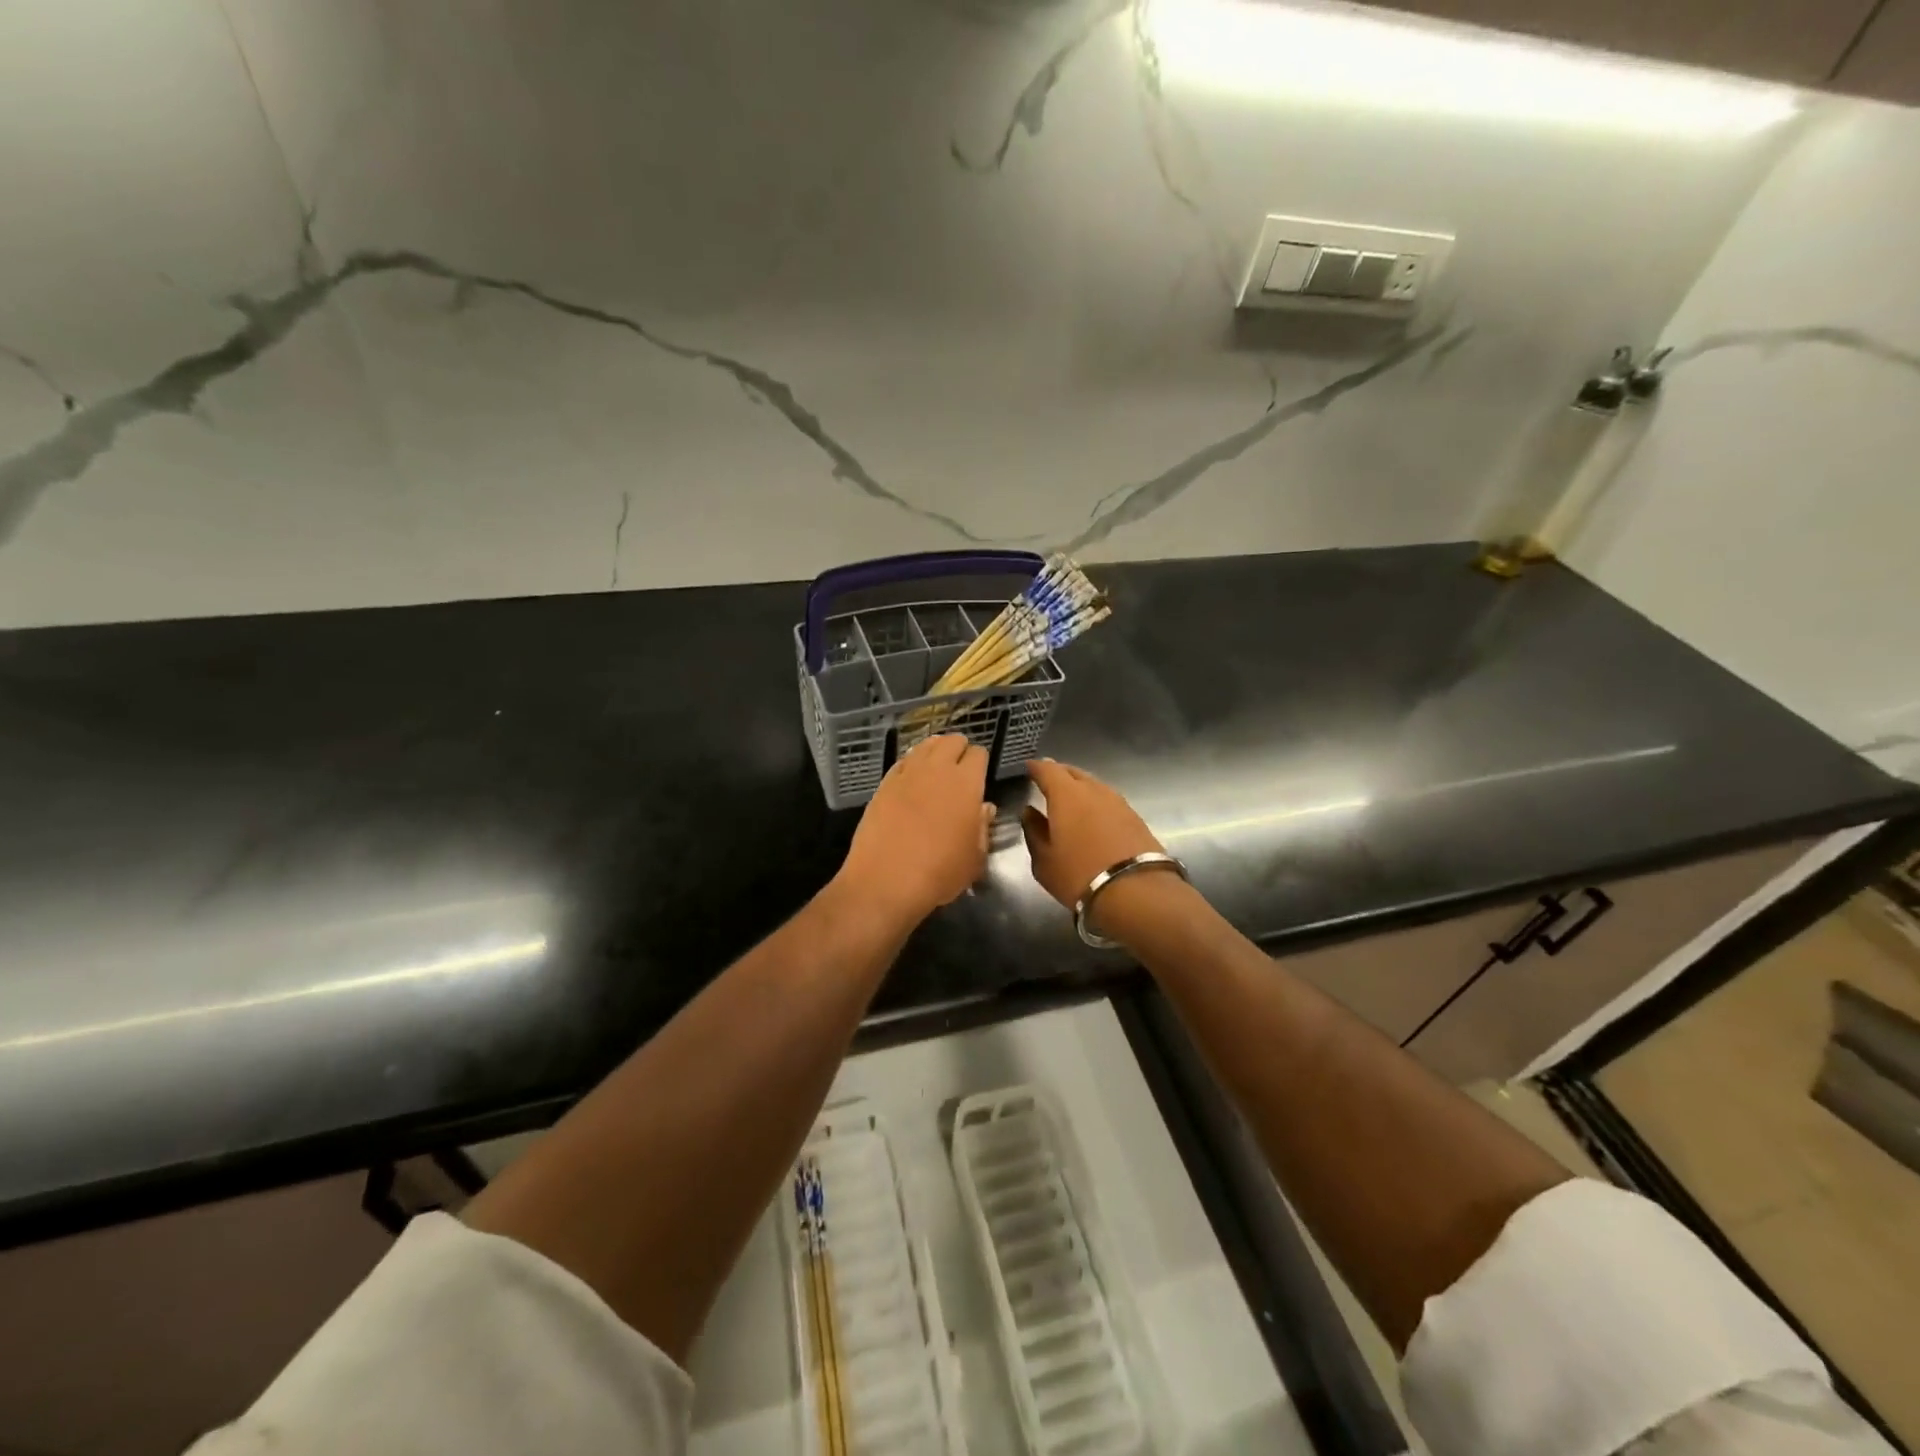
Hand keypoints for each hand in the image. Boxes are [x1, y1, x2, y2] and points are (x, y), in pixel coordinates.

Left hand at [837, 734, 993, 924]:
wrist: (885, 881)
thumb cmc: (939, 873)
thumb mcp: (974, 858)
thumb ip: (982, 827)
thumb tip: (984, 808)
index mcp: (966, 783)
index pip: (978, 754)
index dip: (980, 763)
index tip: (979, 777)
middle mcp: (937, 770)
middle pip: (951, 740)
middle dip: (959, 749)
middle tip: (959, 770)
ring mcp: (907, 774)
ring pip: (925, 746)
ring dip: (935, 752)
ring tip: (936, 770)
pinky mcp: (883, 784)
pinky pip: (902, 762)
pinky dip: (911, 764)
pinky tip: (911, 780)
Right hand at [1021, 758, 1165, 910]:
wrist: (1136, 892)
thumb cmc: (1079, 875)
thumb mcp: (1044, 861)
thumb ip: (1034, 832)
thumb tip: (1029, 813)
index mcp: (1066, 795)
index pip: (1048, 770)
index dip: (1036, 767)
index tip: (1029, 768)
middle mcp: (1093, 790)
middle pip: (1074, 772)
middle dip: (1059, 774)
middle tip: (1048, 781)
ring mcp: (1118, 802)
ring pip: (1094, 786)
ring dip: (1080, 788)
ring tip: (1070, 800)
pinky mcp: (1135, 817)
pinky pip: (1109, 801)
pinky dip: (1097, 803)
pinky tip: (1093, 817)